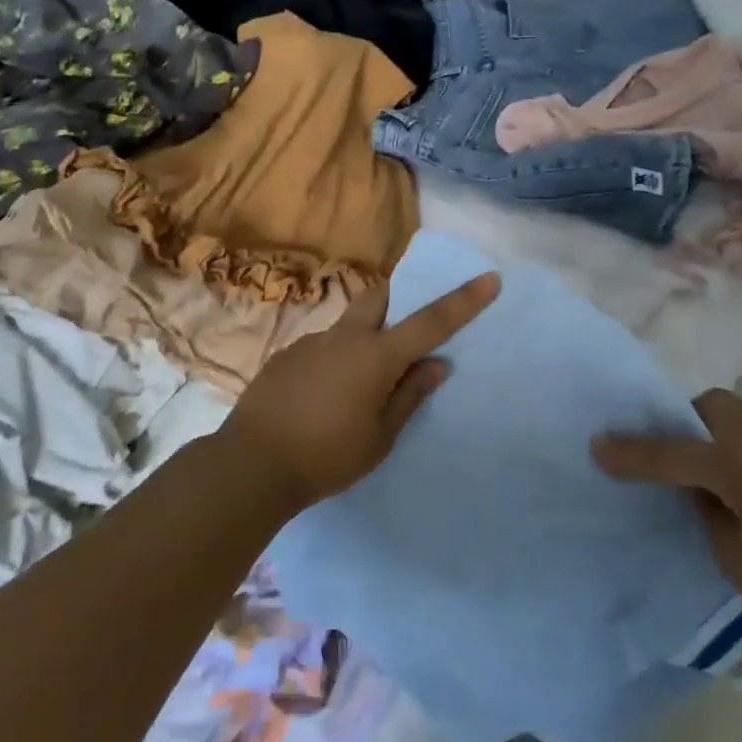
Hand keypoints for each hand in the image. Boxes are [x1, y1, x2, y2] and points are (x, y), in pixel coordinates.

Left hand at [224, 272, 500, 511]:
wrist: (251, 463)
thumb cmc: (327, 456)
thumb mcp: (380, 437)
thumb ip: (409, 396)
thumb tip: (437, 364)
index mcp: (376, 356)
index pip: (430, 321)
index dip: (464, 300)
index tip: (489, 278)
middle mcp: (344, 337)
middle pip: (379, 298)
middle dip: (399, 299)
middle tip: (406, 326)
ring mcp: (311, 342)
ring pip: (348, 324)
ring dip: (364, 338)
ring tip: (357, 386)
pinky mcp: (286, 355)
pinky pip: (323, 346)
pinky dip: (336, 359)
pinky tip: (323, 396)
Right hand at [591, 388, 741, 656]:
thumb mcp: (736, 558)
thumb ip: (709, 512)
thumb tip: (706, 489)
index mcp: (739, 464)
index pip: (670, 452)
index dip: (631, 451)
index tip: (598, 445)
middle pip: (717, 406)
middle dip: (691, 421)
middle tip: (685, 459)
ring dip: (732, 444)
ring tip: (739, 493)